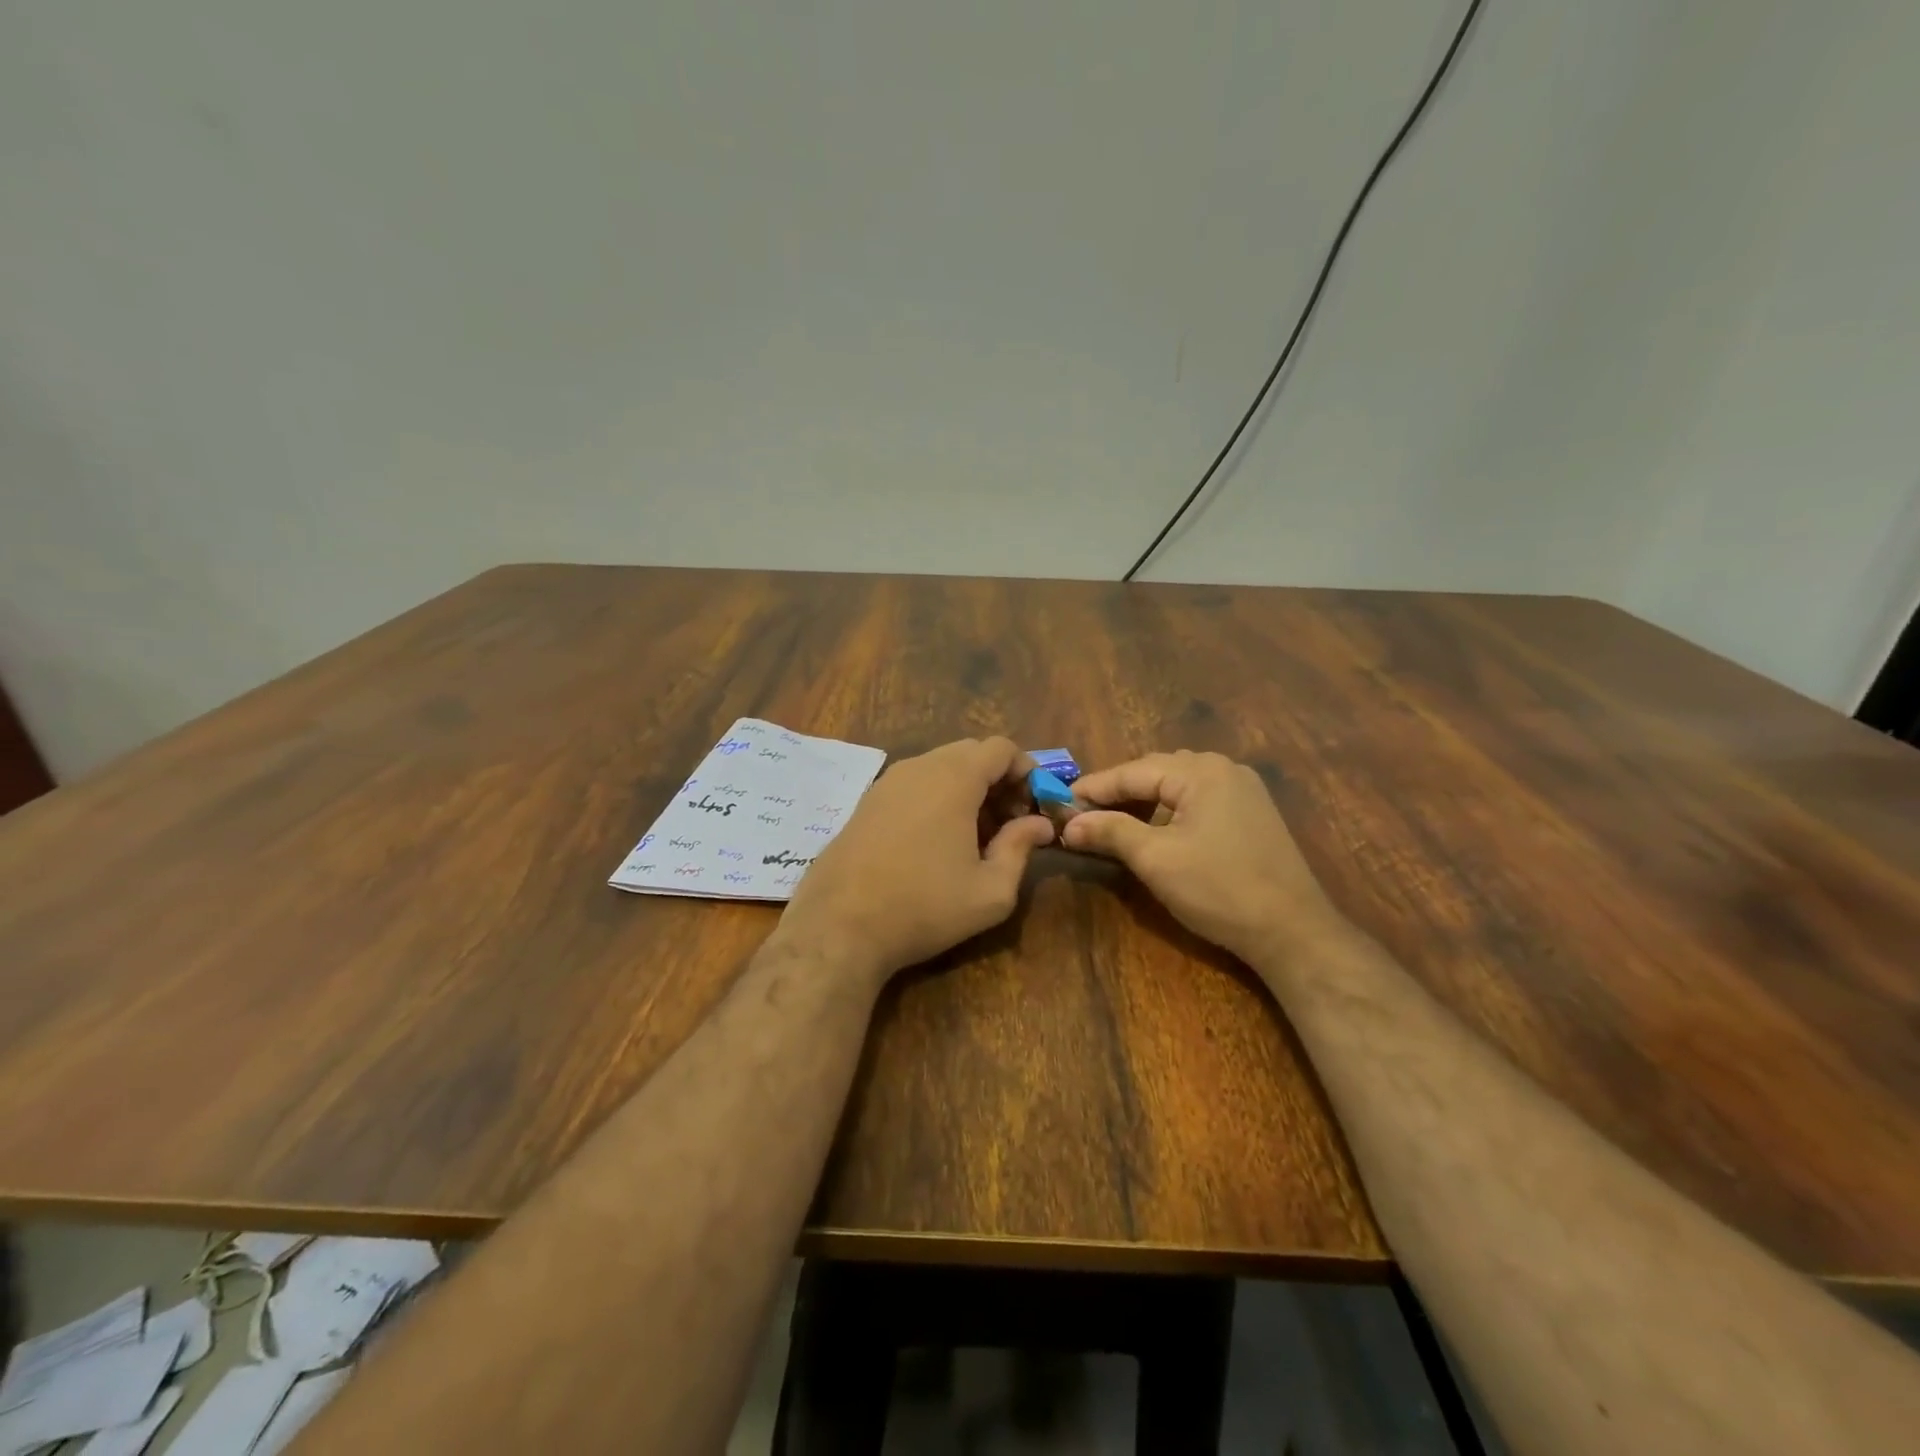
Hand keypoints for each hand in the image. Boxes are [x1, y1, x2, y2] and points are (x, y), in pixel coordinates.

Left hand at [777, 738, 1054, 983]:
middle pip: (971, 752)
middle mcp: (918, 767)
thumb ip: (1021, 849)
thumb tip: (1039, 825)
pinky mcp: (865, 802)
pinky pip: (914, 784)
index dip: (1026, 771)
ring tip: (975, 836)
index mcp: (953, 778)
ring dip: (967, 789)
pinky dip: (936, 797)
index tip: (1034, 807)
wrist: (839, 927)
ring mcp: (887, 782)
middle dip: (998, 780)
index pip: (1001, 748)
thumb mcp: (990, 890)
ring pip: (939, 767)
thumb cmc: (924, 907)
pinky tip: (936, 842)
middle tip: (1009, 823)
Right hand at [1062, 751, 1344, 965]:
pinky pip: (1198, 800)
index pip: (1133, 771)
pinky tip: (1156, 830)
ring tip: (1113, 822)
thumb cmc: (1218, 888)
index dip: (1094, 788)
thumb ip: (1110, 831)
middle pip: (1156, 772)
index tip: (1059, 802)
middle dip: (1118, 792)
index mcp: (1201, 771)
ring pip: (1178, 786)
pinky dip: (1170, 811)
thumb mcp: (1155, 859)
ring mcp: (1243, 790)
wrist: (1292, 931)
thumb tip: (1068, 823)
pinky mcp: (1252, 813)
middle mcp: (1224, 769)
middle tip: (1083, 814)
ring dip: (1143, 801)